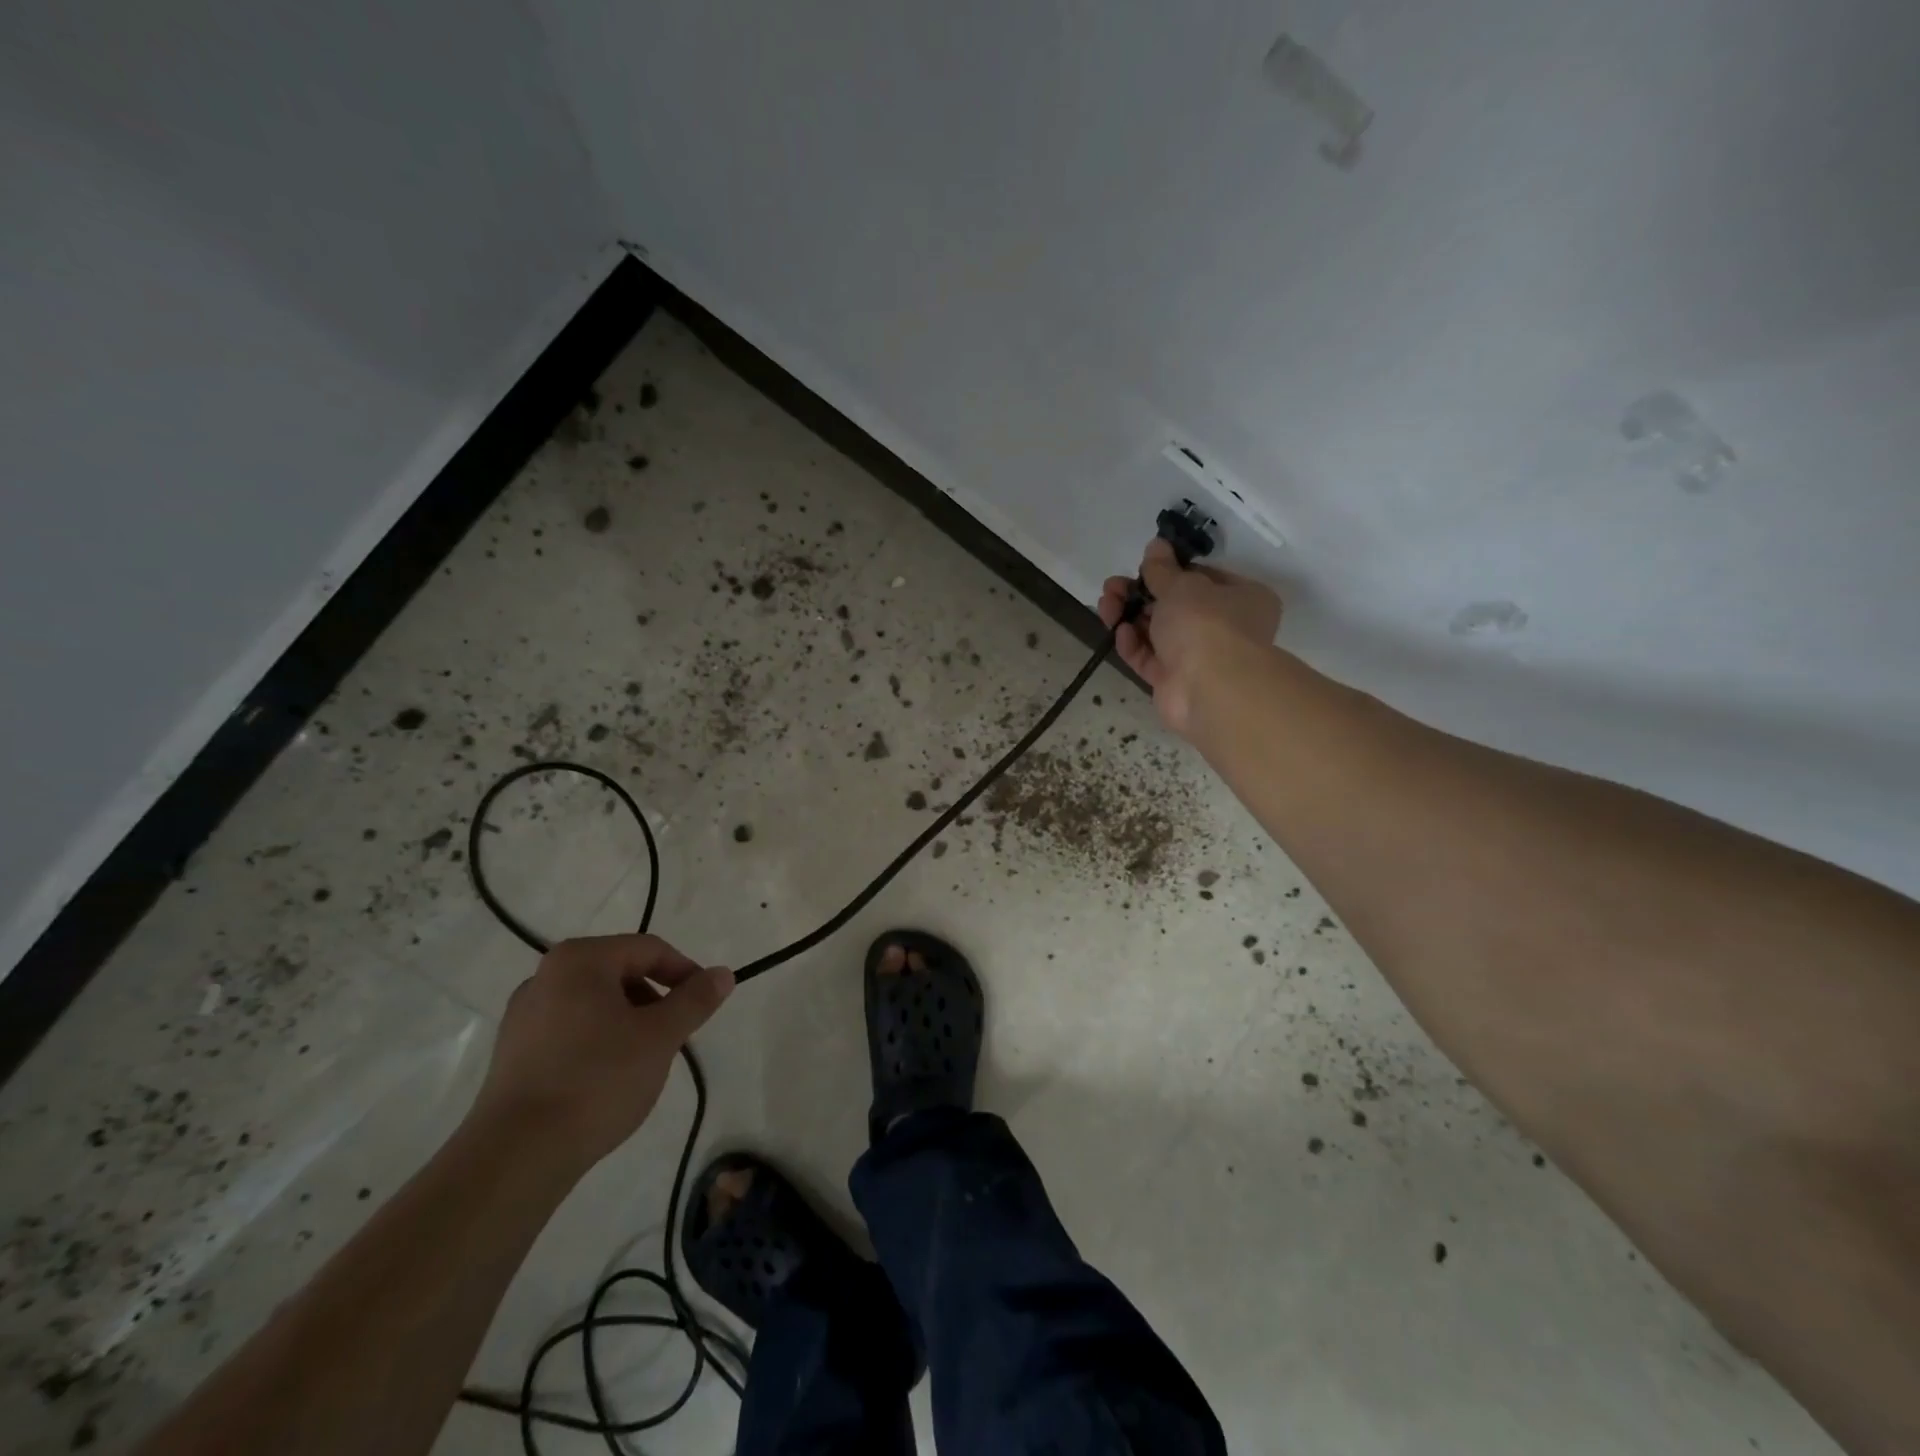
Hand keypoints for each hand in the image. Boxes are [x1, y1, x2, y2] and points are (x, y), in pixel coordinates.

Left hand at [469, 935, 732, 1175]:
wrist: (516, 1156)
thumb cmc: (597, 1079)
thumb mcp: (660, 1036)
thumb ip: (695, 1000)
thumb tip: (723, 974)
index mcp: (580, 960)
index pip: (649, 949)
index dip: (685, 972)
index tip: (705, 1004)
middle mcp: (545, 976)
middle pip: (620, 973)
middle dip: (655, 999)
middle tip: (675, 1035)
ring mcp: (523, 1016)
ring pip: (596, 1004)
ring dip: (629, 1022)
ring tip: (644, 1061)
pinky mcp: (513, 1054)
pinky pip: (570, 1031)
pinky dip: (598, 1042)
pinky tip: (608, 1079)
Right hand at [1098, 537, 1282, 734]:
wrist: (1210, 688)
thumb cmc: (1206, 623)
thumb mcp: (1182, 585)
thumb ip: (1162, 568)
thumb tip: (1156, 545)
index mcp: (1242, 598)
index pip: (1203, 578)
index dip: (1170, 571)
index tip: (1143, 566)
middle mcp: (1224, 627)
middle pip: (1175, 606)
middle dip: (1140, 595)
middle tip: (1113, 587)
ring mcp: (1198, 658)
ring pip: (1158, 632)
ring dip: (1130, 616)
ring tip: (1106, 604)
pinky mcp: (1174, 682)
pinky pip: (1150, 659)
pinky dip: (1133, 645)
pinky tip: (1119, 632)